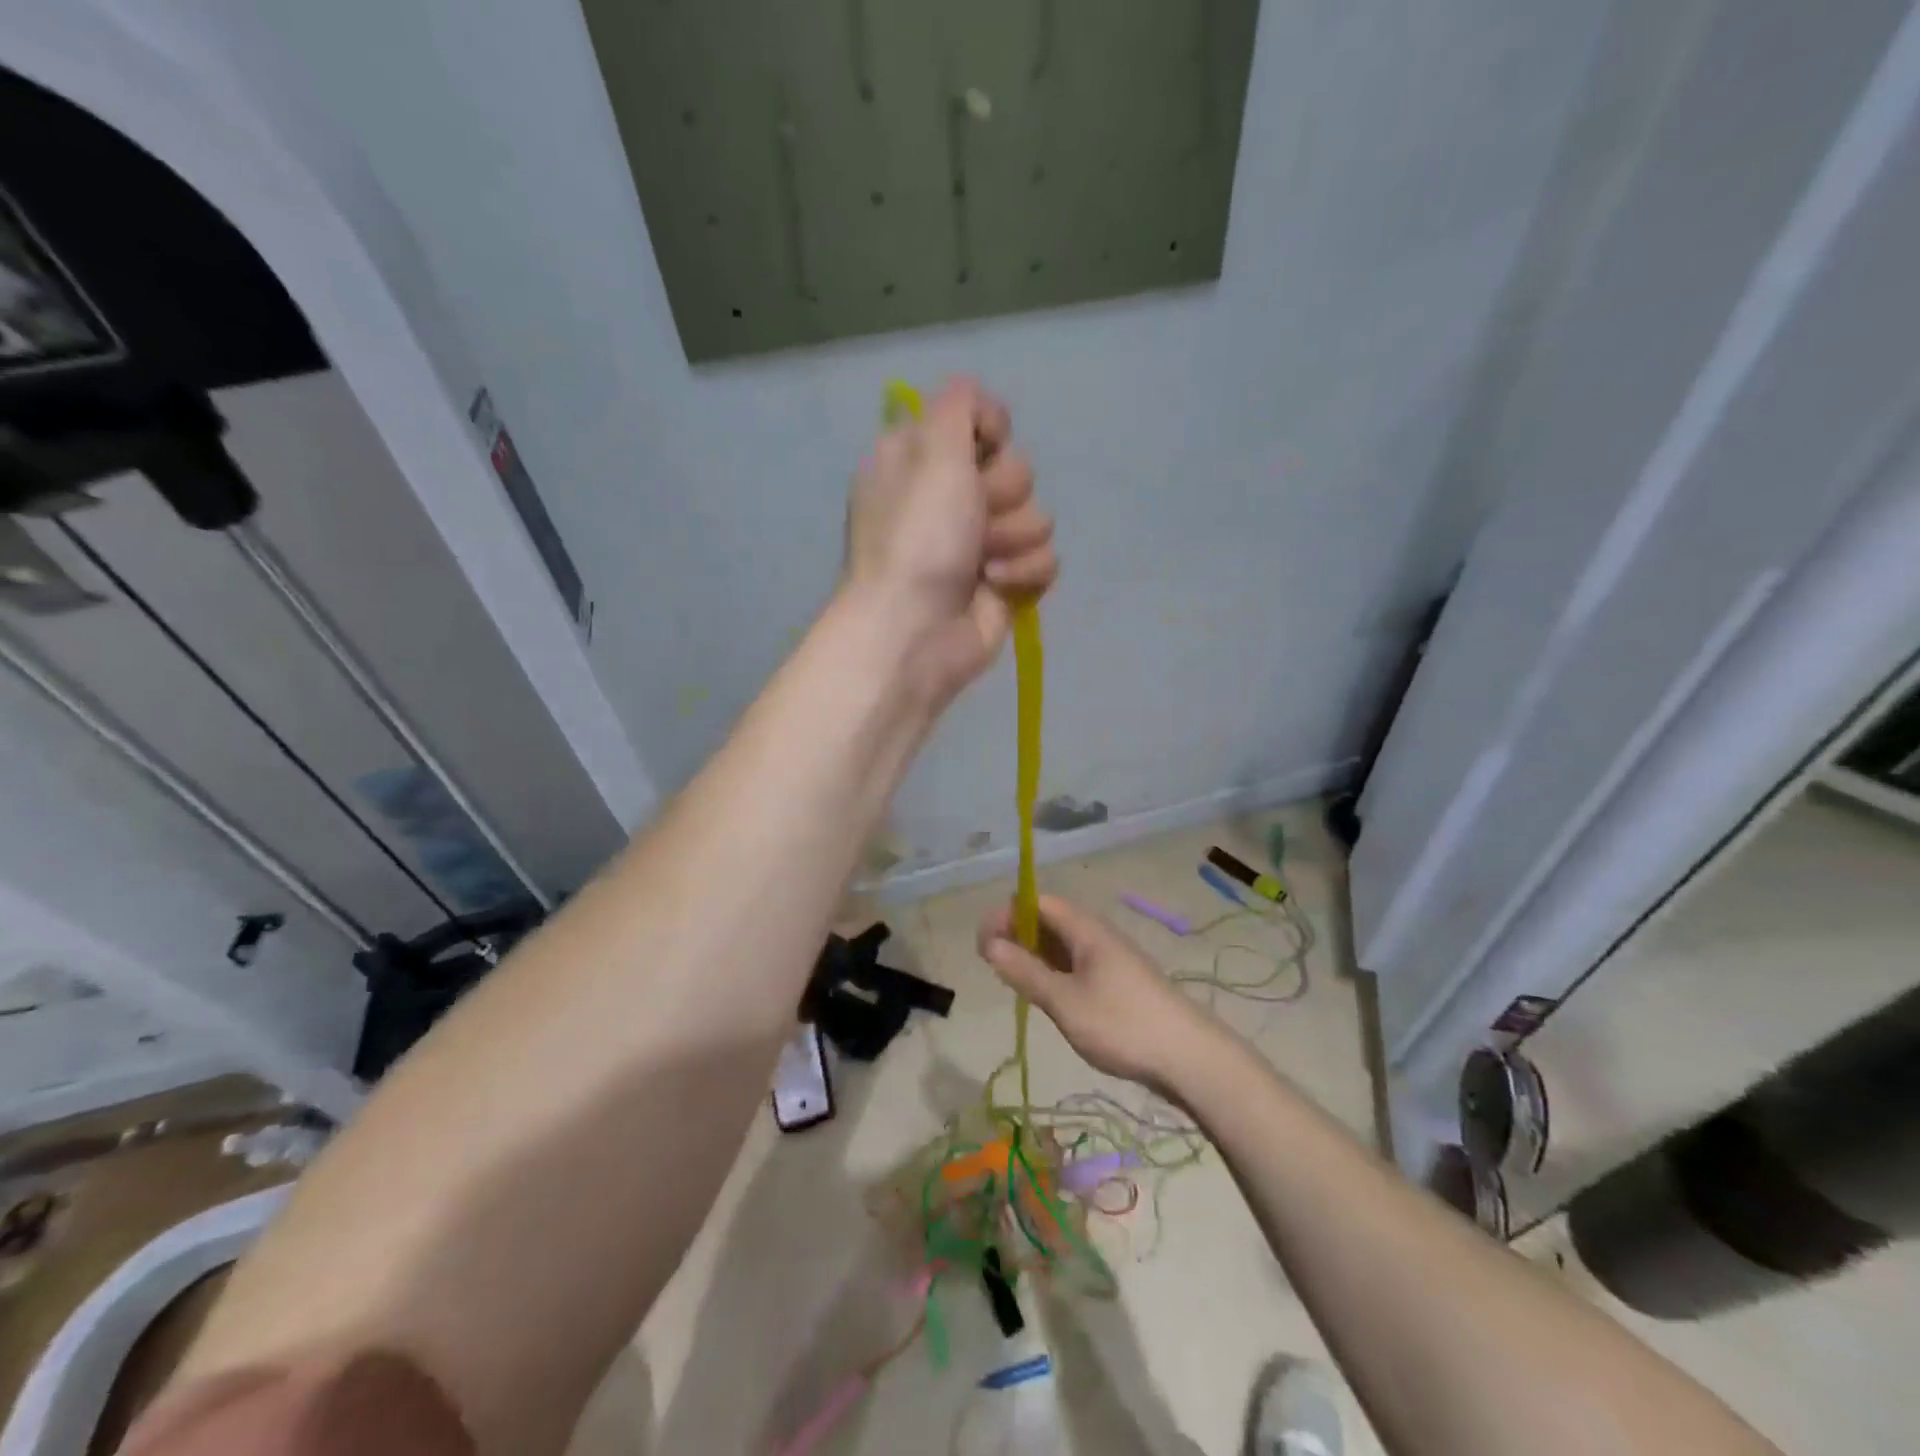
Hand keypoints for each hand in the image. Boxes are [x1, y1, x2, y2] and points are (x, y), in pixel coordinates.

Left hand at [843, 377, 1056, 707]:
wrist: (916, 629)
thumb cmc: (918, 536)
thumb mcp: (931, 448)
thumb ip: (959, 404)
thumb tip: (982, 408)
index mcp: (923, 460)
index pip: (981, 421)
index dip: (990, 433)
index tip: (980, 450)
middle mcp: (951, 498)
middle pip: (1016, 468)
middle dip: (1002, 492)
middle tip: (973, 518)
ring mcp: (980, 543)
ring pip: (1037, 515)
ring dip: (1014, 536)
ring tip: (982, 560)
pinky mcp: (1006, 582)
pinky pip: (1045, 558)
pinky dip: (1024, 571)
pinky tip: (996, 585)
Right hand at [977, 895, 1221, 1088]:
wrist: (1189, 1057)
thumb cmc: (1122, 1025)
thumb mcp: (1065, 1001)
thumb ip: (1025, 972)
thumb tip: (989, 944)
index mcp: (1085, 929)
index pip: (1036, 901)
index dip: (1006, 915)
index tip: (984, 947)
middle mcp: (1096, 935)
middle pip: (1047, 919)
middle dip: (1016, 935)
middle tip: (994, 968)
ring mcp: (1109, 958)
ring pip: (1060, 944)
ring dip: (1033, 955)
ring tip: (1014, 983)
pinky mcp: (1116, 981)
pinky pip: (1074, 964)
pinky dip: (1052, 971)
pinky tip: (1045, 996)